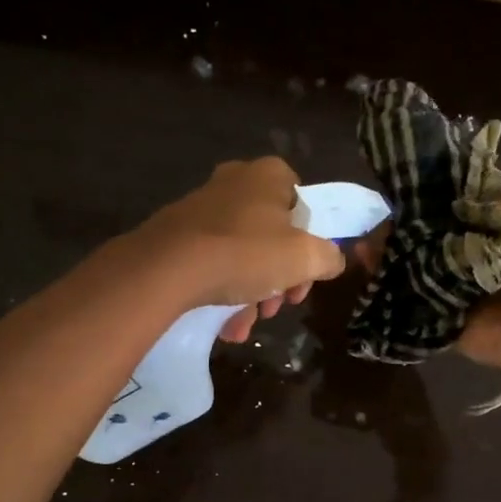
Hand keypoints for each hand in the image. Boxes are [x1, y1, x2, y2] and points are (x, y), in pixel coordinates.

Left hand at [135, 157, 348, 342]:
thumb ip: (329, 257)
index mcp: (269, 175)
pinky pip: (213, 262)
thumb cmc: (246, 253)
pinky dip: (223, 292)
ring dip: (251, 294)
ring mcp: (203, 206)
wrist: (168, 268)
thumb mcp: (304, 258)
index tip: (304, 279)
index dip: (310, 246)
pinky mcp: (177, 233)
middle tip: (276, 308)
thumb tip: (332, 260)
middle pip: (273, 236)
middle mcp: (236, 182)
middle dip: (278, 279)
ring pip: (242, 254)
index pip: (303, 206)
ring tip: (244, 325)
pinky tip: (224, 325)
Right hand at [353, 180, 500, 370]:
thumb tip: (473, 203)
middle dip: (404, 220)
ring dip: (387, 244)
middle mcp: (466, 249)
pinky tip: (367, 258)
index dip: (436, 194)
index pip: (457, 203)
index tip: (414, 186)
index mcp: (493, 227)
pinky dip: (382, 273)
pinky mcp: (433, 305)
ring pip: (409, 254)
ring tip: (370, 239)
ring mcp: (446, 278)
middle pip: (427, 227)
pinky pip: (404, 287)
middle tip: (386, 216)